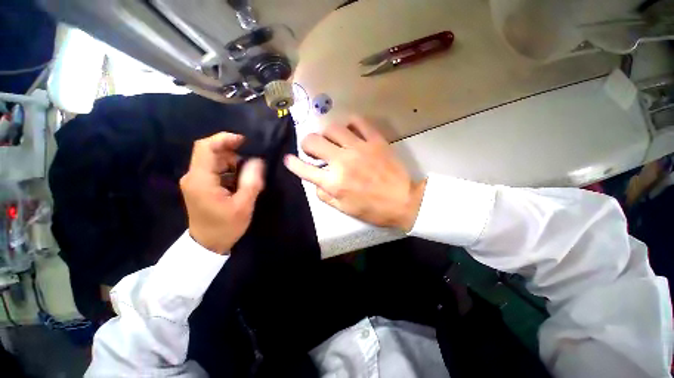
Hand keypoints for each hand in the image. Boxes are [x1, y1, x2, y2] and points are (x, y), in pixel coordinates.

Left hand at [180, 132, 264, 253]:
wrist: (207, 244)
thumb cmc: (225, 227)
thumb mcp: (243, 205)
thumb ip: (251, 181)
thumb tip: (257, 161)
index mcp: (201, 180)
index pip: (206, 148)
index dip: (224, 139)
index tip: (244, 141)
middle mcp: (193, 176)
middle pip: (211, 153)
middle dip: (233, 155)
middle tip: (252, 168)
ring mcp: (195, 181)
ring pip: (214, 161)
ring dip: (233, 165)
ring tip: (248, 178)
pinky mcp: (200, 186)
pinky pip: (215, 171)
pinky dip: (229, 172)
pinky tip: (239, 184)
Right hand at [284, 117, 425, 231]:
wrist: (403, 201)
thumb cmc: (372, 209)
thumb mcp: (344, 208)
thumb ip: (325, 195)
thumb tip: (316, 181)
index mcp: (334, 182)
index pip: (304, 169)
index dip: (293, 163)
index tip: (289, 159)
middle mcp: (342, 162)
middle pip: (313, 141)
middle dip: (307, 144)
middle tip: (313, 149)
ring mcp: (359, 148)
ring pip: (332, 128)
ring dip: (327, 134)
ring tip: (332, 141)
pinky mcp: (375, 140)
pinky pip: (358, 122)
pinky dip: (350, 124)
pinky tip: (350, 132)